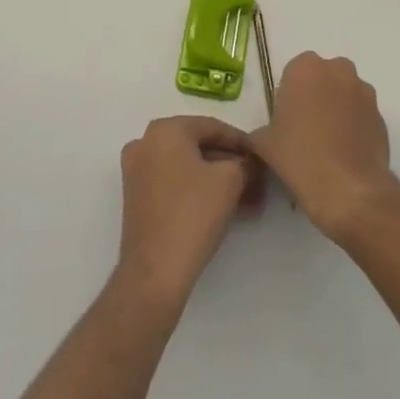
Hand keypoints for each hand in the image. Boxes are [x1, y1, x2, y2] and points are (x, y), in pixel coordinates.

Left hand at [117, 116, 262, 306]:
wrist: (155, 271)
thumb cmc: (193, 214)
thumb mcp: (230, 180)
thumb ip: (245, 163)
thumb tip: (250, 163)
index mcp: (165, 130)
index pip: (212, 127)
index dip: (242, 142)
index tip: (262, 157)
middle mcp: (145, 143)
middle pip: (198, 147)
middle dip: (231, 164)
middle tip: (257, 180)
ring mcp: (137, 172)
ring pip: (187, 167)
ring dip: (218, 180)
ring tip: (248, 199)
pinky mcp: (137, 198)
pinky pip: (174, 183)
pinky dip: (199, 190)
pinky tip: (225, 207)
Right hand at [250, 52, 399, 243]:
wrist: (348, 191)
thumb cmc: (299, 157)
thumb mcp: (263, 143)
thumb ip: (262, 129)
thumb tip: (266, 134)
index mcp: (305, 68)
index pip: (293, 73)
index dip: (289, 96)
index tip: (286, 120)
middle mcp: (338, 70)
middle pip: (322, 78)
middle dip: (315, 97)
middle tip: (305, 130)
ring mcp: (364, 92)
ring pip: (344, 94)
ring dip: (337, 109)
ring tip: (327, 145)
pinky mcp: (381, 116)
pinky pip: (361, 115)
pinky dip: (354, 127)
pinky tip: (345, 154)